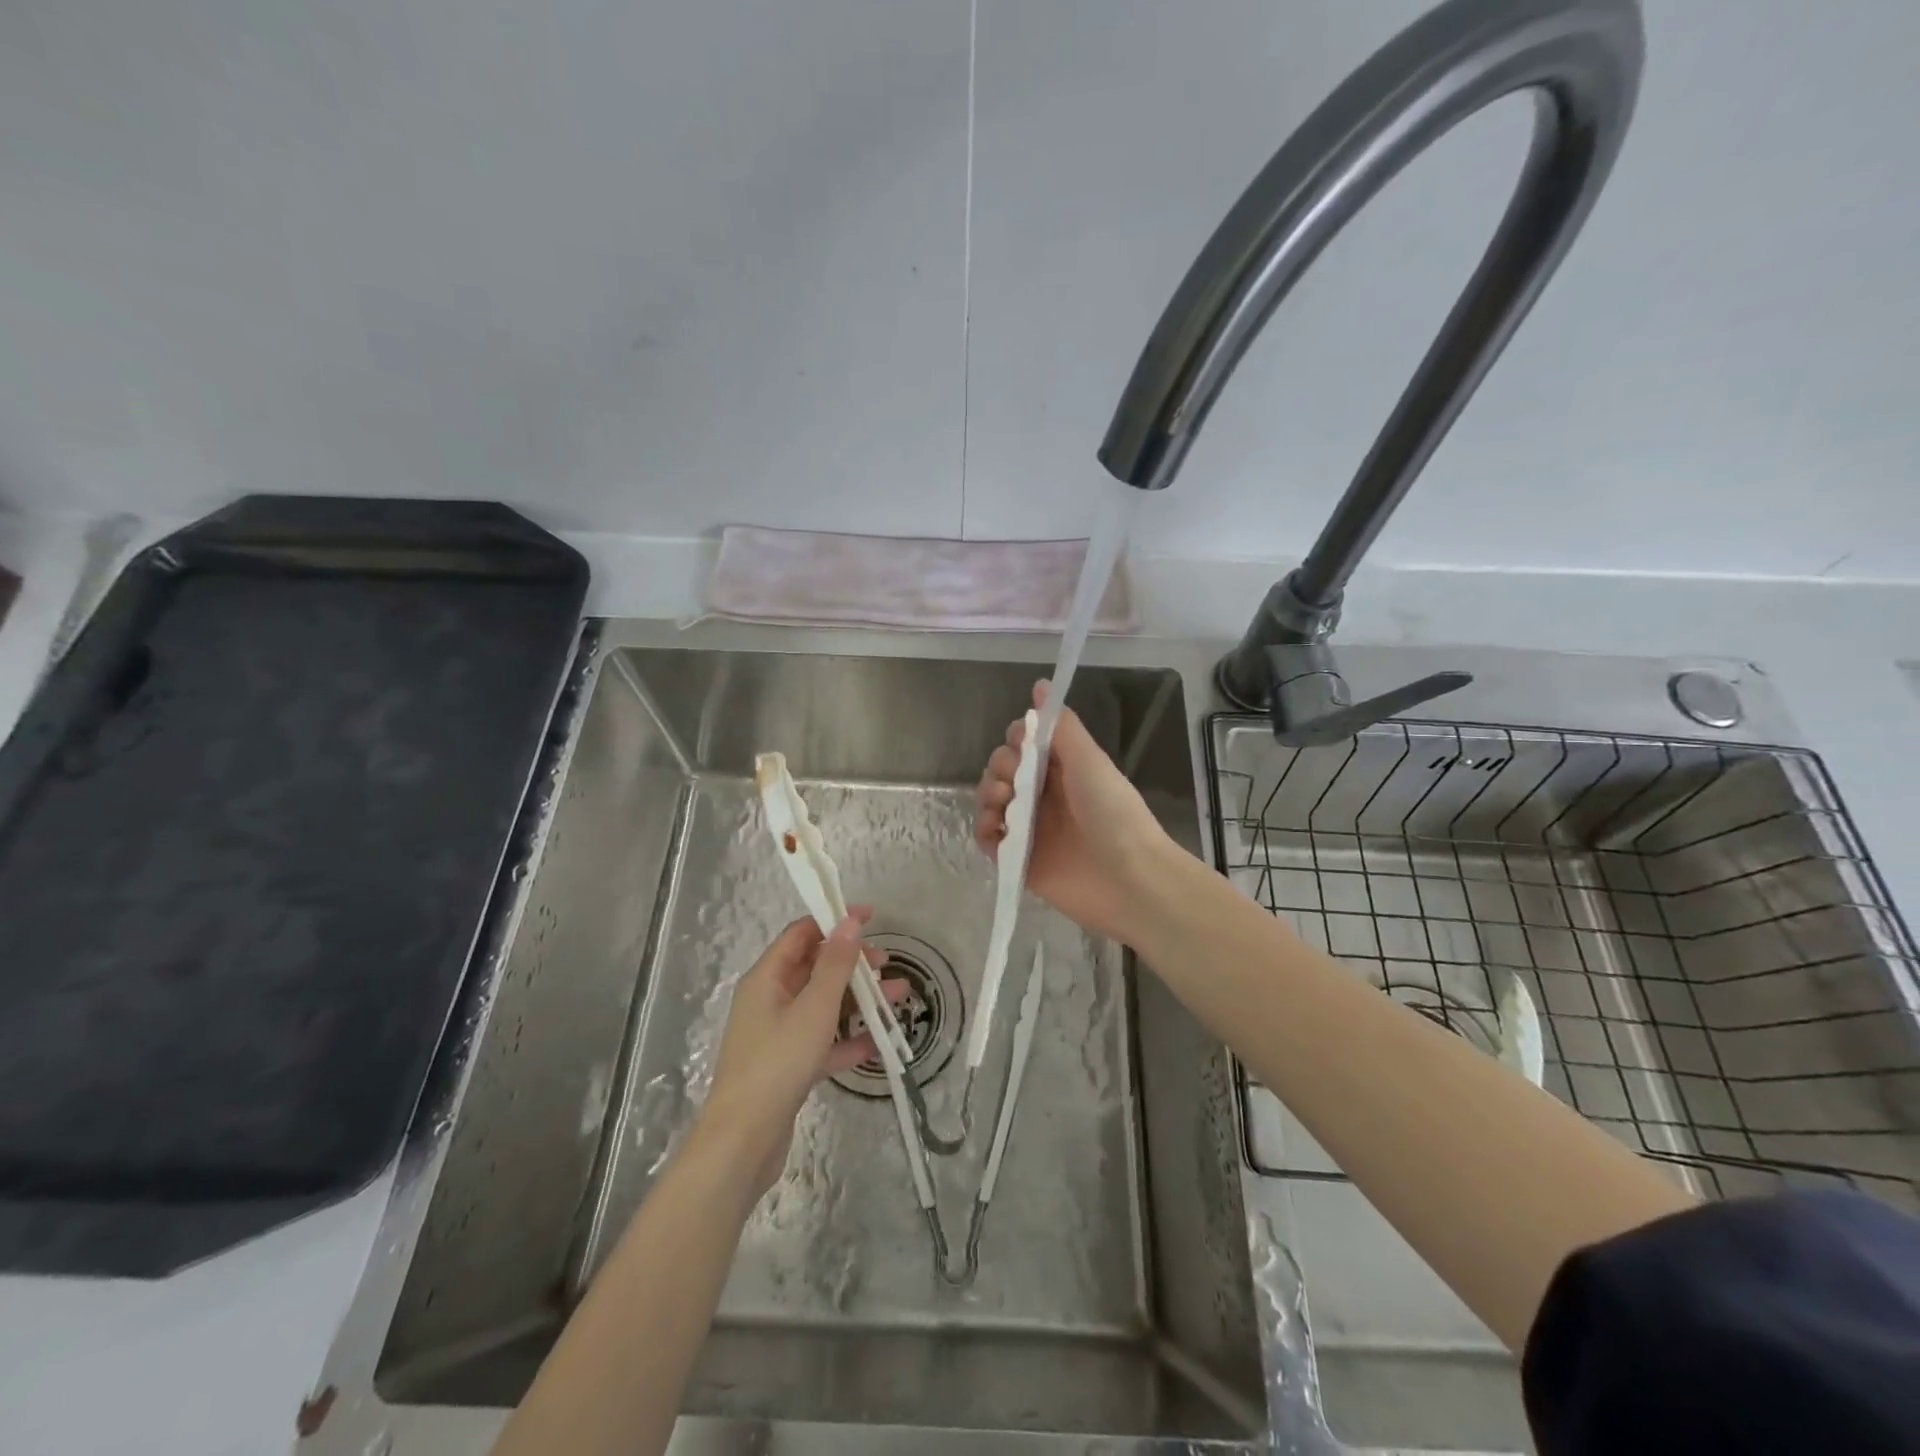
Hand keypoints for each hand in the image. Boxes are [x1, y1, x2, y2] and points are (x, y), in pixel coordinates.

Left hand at [698, 912, 896, 1197]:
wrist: (743, 1142)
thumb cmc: (777, 1063)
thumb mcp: (814, 1008)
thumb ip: (835, 964)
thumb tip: (849, 921)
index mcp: (767, 978)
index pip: (802, 934)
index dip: (835, 921)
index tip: (871, 917)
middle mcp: (770, 1000)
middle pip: (815, 968)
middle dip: (853, 963)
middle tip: (887, 964)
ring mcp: (779, 1035)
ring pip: (824, 1006)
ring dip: (859, 1000)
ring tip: (899, 998)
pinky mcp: (788, 1067)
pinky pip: (823, 1042)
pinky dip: (849, 1039)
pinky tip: (879, 1043)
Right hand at [974, 680, 1173, 944]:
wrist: (1128, 879)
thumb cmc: (1112, 813)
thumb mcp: (1089, 760)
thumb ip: (1062, 726)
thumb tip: (1040, 685)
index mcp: (1063, 770)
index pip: (1025, 745)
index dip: (1016, 741)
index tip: (1021, 746)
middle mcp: (1044, 796)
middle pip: (1003, 771)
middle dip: (999, 769)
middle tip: (1012, 783)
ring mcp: (1031, 829)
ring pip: (991, 802)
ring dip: (987, 796)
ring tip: (1003, 807)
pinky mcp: (1020, 861)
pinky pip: (988, 840)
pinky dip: (984, 831)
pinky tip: (995, 830)